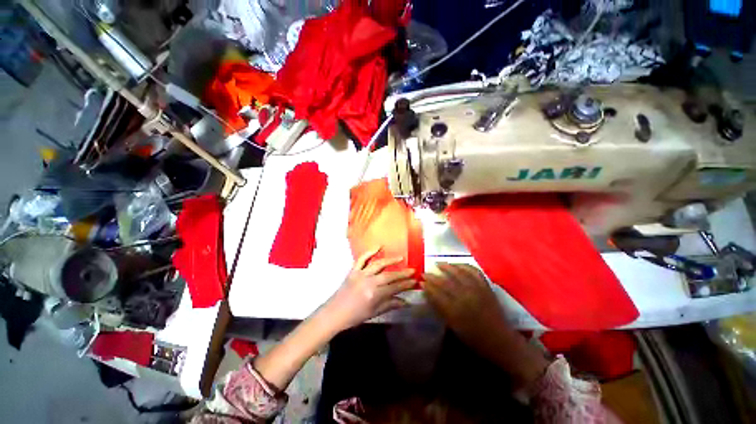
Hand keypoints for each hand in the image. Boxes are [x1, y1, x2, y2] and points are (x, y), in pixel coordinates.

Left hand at [323, 250, 416, 331]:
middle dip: (402, 273)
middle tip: (413, 270)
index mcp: (374, 295)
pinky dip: (370, 251)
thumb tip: (405, 301)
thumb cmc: (354, 316)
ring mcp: (360, 274)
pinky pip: (362, 259)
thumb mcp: (374, 312)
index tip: (415, 281)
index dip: (406, 284)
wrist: (334, 313)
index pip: (394, 288)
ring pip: (378, 264)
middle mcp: (369, 282)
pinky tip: (379, 247)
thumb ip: (390, 305)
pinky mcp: (353, 270)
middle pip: (389, 275)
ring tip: (401, 258)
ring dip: (390, 260)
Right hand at [422, 263, 507, 344]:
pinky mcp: (486, 286)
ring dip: (447, 266)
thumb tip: (428, 294)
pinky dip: (465, 265)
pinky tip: (457, 264)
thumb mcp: (453, 327)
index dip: (427, 286)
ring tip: (438, 263)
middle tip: (425, 272)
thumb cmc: (474, 338)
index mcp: (456, 311)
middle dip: (433, 276)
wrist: (500, 340)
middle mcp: (465, 297)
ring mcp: (477, 290)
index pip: (437, 294)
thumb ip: (440, 309)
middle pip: (445, 282)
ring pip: (459, 273)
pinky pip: (474, 271)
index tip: (421, 281)